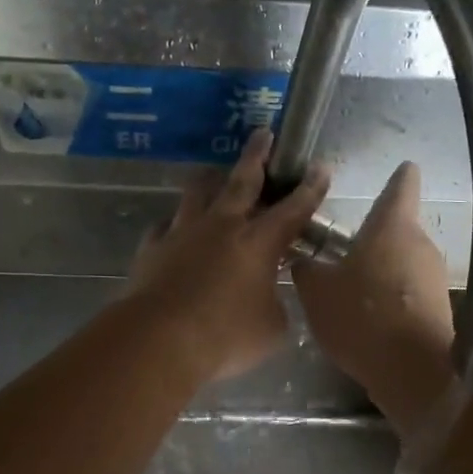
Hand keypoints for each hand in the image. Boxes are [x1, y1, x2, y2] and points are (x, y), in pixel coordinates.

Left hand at [127, 128, 329, 383]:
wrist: (160, 339)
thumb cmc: (226, 336)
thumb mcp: (271, 329)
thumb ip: (276, 306)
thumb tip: (269, 299)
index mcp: (259, 243)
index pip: (293, 209)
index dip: (310, 189)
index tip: (319, 168)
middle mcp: (222, 227)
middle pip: (242, 182)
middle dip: (256, 156)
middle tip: (262, 134)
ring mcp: (183, 233)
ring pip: (197, 193)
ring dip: (209, 181)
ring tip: (213, 173)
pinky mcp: (153, 247)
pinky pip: (164, 226)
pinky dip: (173, 224)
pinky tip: (172, 227)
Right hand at [292, 161, 456, 432]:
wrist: (412, 371)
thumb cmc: (361, 316)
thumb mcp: (316, 291)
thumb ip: (307, 269)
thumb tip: (303, 260)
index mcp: (392, 226)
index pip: (402, 186)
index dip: (398, 176)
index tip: (399, 168)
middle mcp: (420, 244)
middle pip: (397, 229)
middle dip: (372, 238)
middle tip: (340, 251)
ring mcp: (433, 277)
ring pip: (402, 262)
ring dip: (379, 270)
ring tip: (348, 290)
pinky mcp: (438, 308)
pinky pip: (408, 292)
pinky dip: (390, 297)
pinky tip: (366, 318)